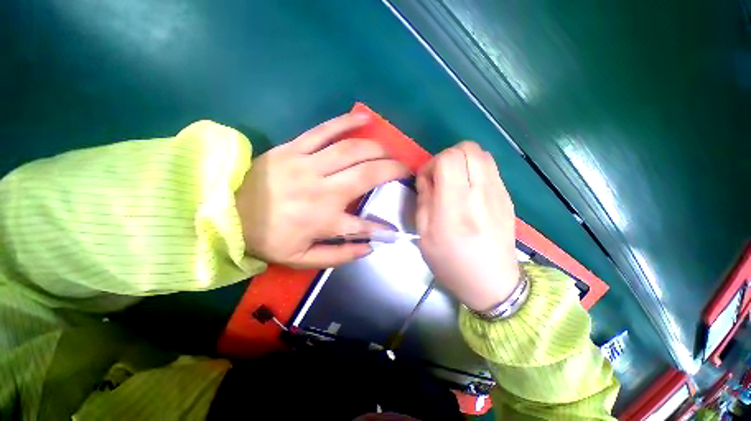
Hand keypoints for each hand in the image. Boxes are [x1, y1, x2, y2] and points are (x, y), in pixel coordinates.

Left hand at [235, 113, 408, 268]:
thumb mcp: (301, 259)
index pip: (363, 225)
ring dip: (378, 149)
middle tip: (406, 170)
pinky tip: (365, 119)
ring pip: (352, 150)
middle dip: (393, 171)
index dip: (382, 227)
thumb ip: (338, 256)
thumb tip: (369, 248)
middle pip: (367, 175)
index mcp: (323, 220)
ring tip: (391, 152)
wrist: (224, 210)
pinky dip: (347, 122)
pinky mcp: (295, 148)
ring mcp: (308, 165)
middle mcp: (322, 190)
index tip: (395, 227)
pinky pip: (324, 130)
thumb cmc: (267, 238)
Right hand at [416, 142, 519, 311]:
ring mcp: (499, 194)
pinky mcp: (507, 197)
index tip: (427, 181)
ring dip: (463, 161)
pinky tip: (469, 190)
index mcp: (455, 208)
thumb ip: (424, 201)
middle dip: (448, 156)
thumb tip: (426, 178)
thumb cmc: (451, 263)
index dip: (432, 164)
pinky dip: (475, 170)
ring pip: (482, 154)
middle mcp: (481, 194)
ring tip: (454, 182)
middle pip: (468, 149)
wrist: (493, 283)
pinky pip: (491, 168)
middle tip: (440, 178)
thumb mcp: (425, 236)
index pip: (449, 160)